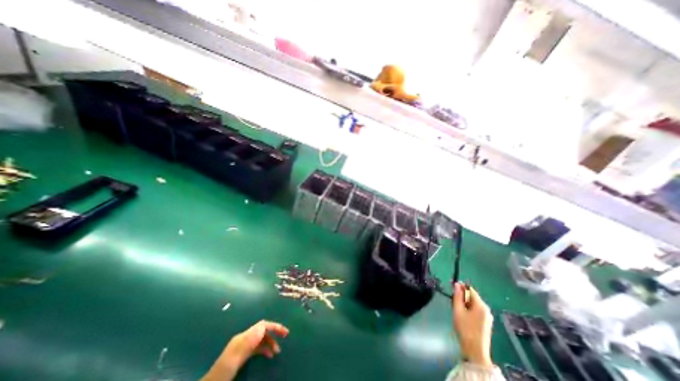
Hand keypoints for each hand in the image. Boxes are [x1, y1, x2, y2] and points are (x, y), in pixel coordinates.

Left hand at [200, 322, 287, 380]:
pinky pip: (257, 347)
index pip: (262, 325)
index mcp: (242, 338)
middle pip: (263, 330)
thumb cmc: (222, 374)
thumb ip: (246, 344)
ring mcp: (242, 347)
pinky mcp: (242, 355)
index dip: (274, 326)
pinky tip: (269, 355)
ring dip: (270, 343)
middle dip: (274, 332)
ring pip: (261, 339)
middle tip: (285, 336)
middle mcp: (243, 339)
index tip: (284, 332)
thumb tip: (262, 327)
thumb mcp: (233, 360)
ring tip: (277, 352)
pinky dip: (265, 349)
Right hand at [451, 284, 494, 367]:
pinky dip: (468, 310)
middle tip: (452, 301)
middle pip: (472, 296)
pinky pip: (476, 311)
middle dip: (462, 296)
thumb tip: (456, 284)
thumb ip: (457, 296)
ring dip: (464, 303)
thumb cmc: (465, 329)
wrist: (475, 352)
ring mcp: (487, 317)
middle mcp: (486, 309)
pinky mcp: (486, 323)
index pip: (470, 289)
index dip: (460, 287)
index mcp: (481, 305)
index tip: (451, 287)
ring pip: (473, 304)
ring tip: (456, 309)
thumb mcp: (458, 310)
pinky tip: (463, 316)